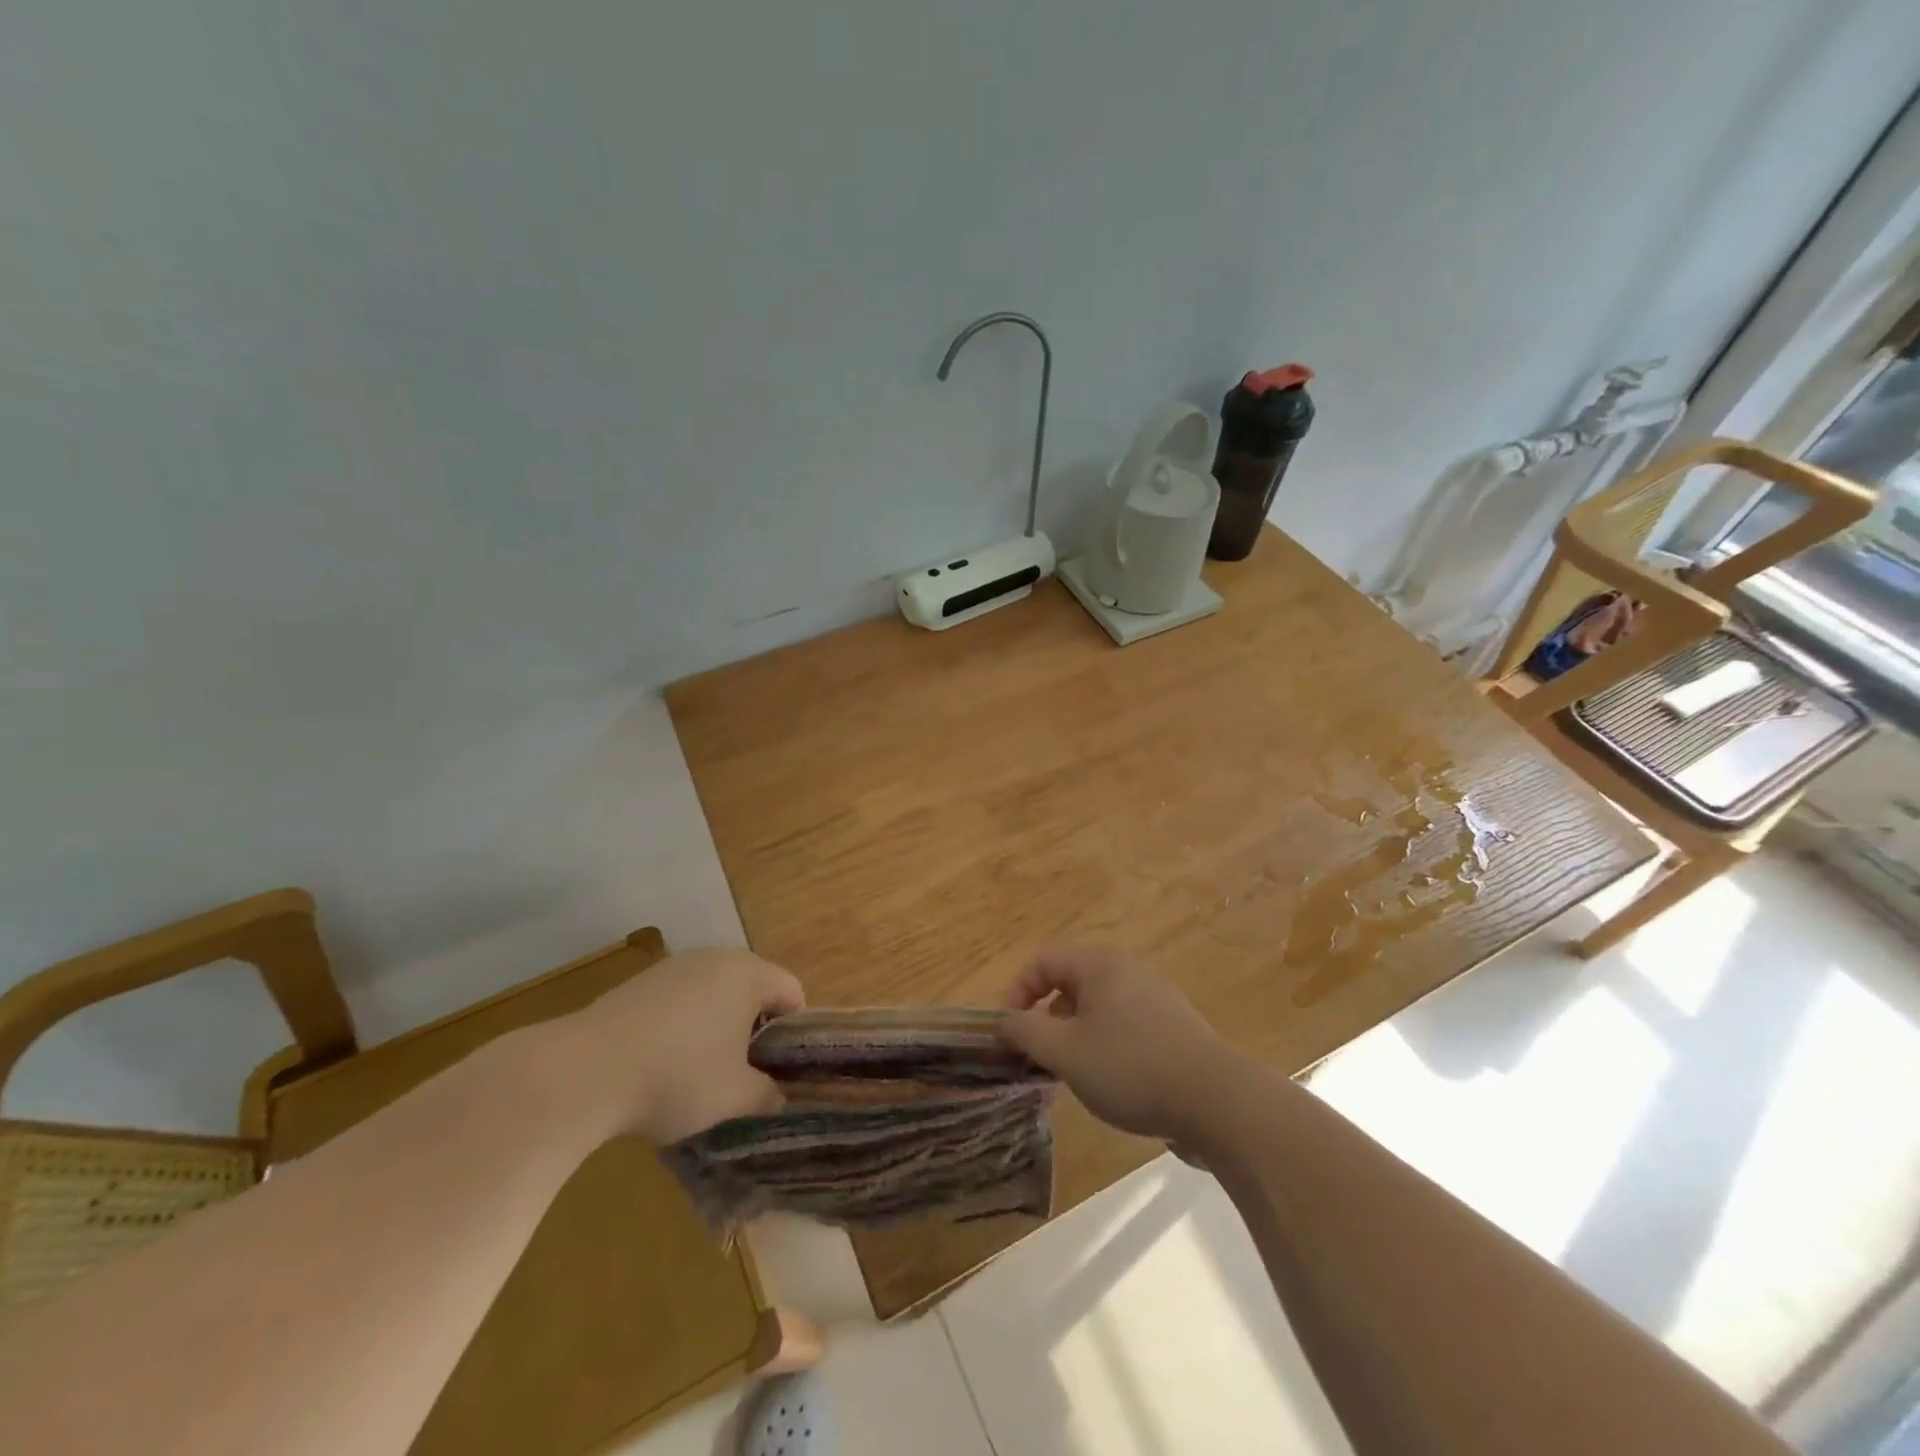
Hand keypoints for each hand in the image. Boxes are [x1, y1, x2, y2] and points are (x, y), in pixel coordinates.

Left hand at [552, 947, 803, 1145]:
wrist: (582, 1072)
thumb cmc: (676, 1077)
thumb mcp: (734, 1097)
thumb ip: (767, 1095)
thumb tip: (778, 1097)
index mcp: (748, 974)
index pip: (792, 991)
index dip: (793, 1033)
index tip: (778, 1070)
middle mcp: (715, 958)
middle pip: (753, 989)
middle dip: (753, 1030)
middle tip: (744, 1075)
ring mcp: (673, 967)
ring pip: (713, 994)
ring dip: (716, 1028)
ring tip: (699, 1074)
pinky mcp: (638, 983)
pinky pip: (678, 1001)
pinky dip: (681, 1027)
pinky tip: (660, 1065)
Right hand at [998, 946, 1242, 1144]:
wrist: (1216, 1101)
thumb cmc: (1130, 1068)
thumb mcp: (1065, 1052)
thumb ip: (1025, 1031)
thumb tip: (1004, 1020)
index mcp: (1099, 965)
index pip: (1042, 961)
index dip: (1017, 993)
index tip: (1009, 1033)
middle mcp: (1126, 970)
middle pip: (1070, 981)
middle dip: (1046, 1016)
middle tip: (1039, 1054)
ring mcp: (1154, 997)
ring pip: (1097, 1006)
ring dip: (1074, 1033)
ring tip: (1073, 1072)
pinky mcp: (1172, 1027)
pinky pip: (1123, 1024)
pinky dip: (1104, 1044)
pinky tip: (1111, 1081)